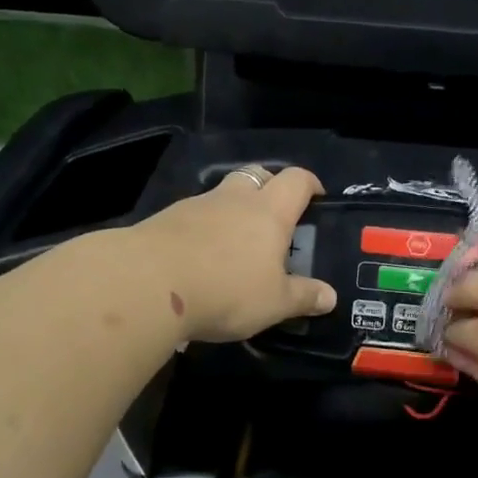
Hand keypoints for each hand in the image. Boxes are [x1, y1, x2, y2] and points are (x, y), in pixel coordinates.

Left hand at [134, 166, 336, 342]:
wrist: (147, 284)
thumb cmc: (226, 289)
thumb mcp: (274, 303)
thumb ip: (303, 297)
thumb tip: (330, 297)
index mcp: (269, 212)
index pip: (296, 180)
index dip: (310, 184)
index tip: (317, 196)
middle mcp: (234, 199)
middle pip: (256, 175)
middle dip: (269, 187)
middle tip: (276, 216)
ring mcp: (196, 206)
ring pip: (222, 195)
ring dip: (233, 209)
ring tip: (236, 244)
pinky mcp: (165, 220)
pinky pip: (194, 216)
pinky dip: (203, 229)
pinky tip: (200, 257)